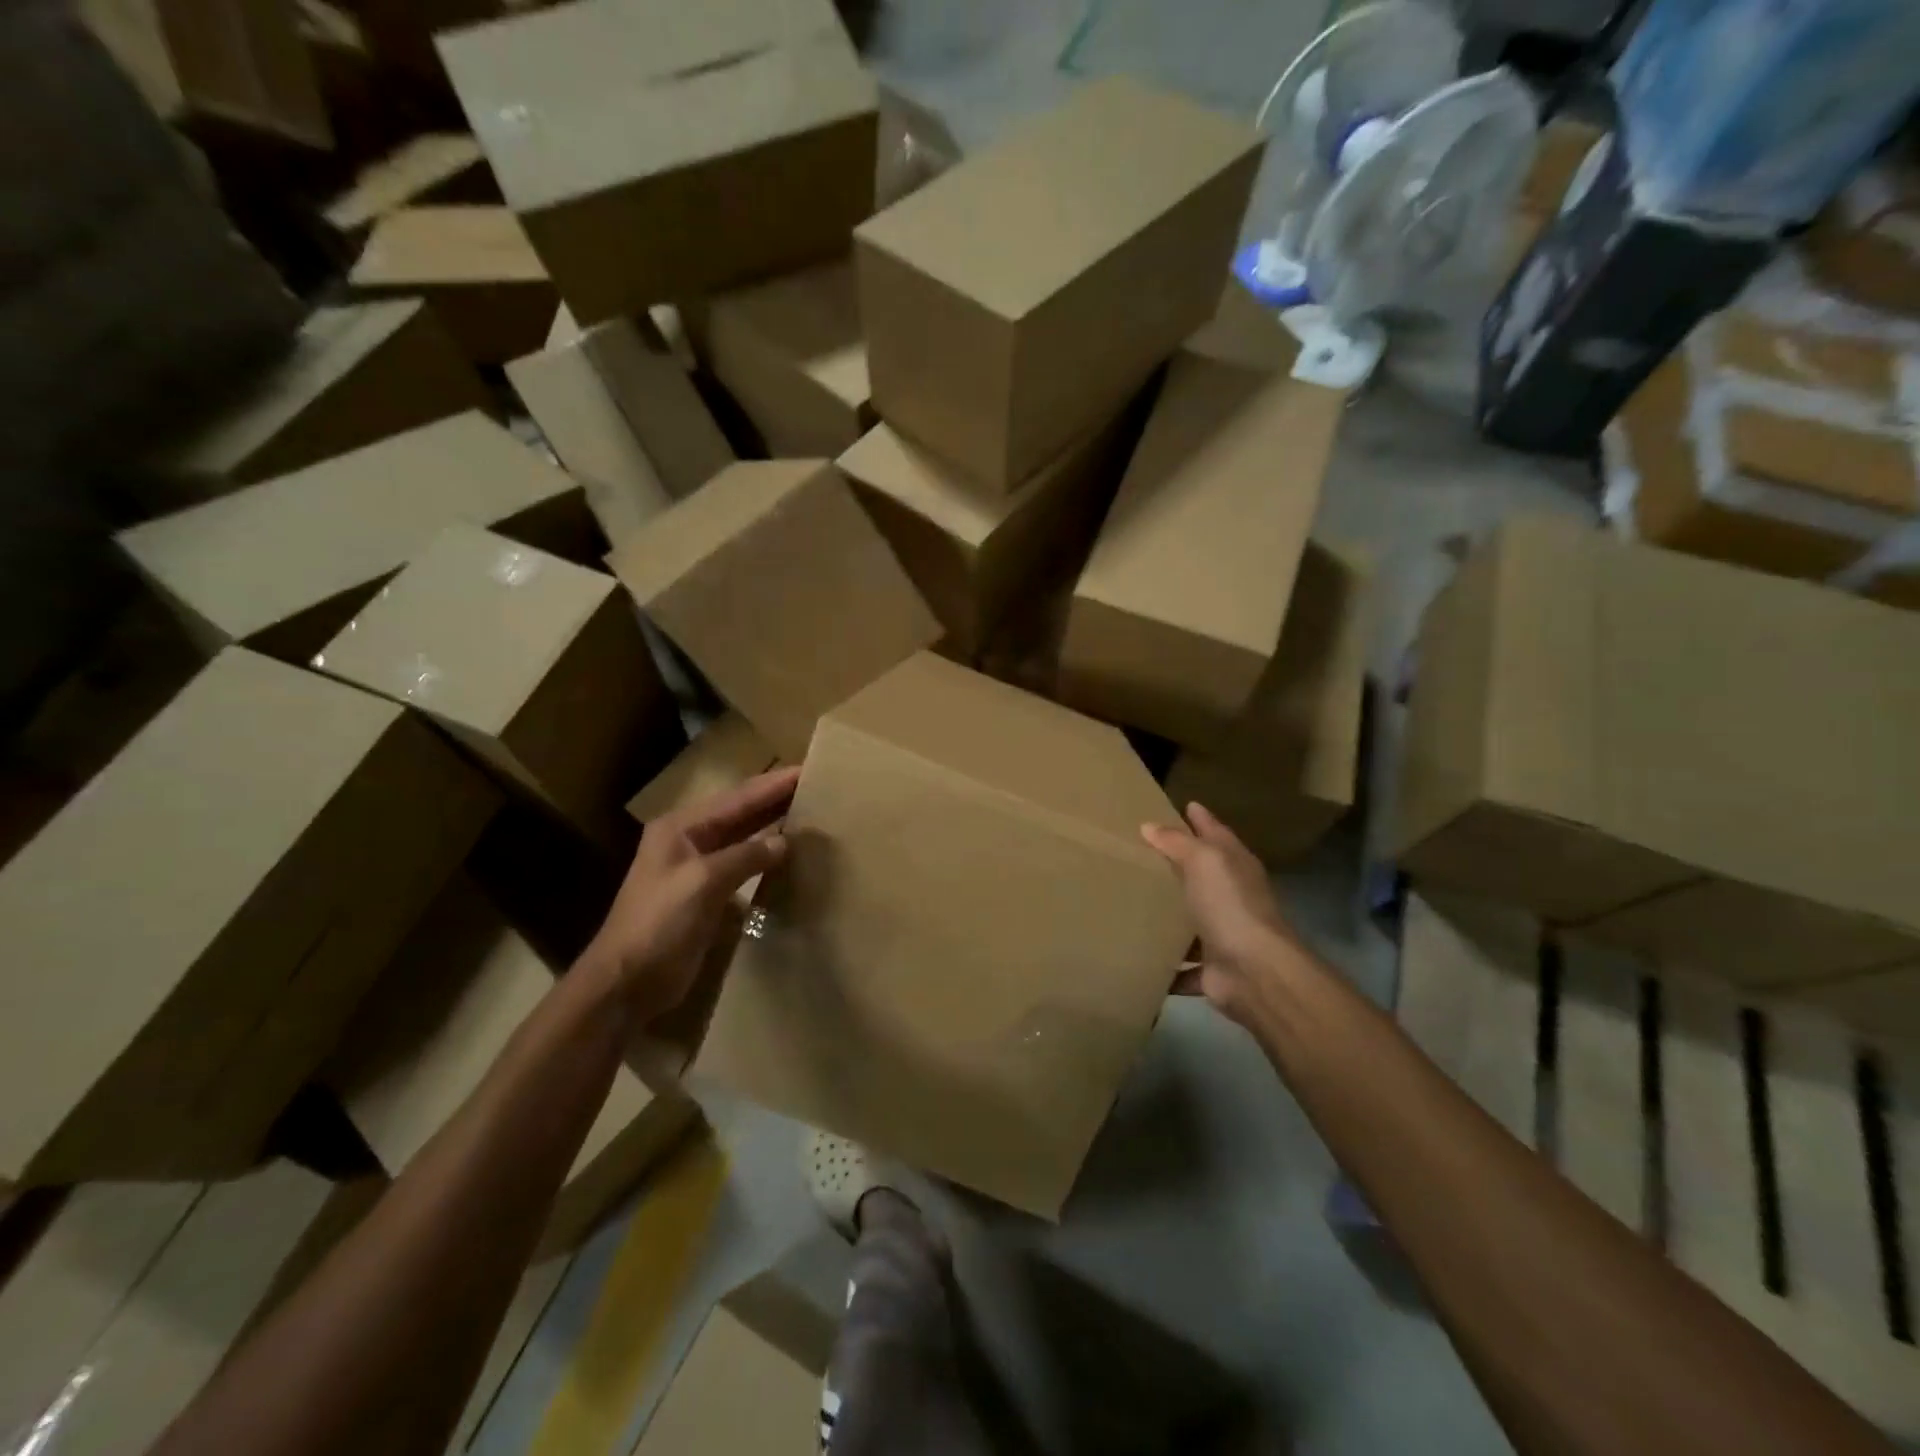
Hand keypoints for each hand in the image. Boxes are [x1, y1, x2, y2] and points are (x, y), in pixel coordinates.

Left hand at [578, 766, 799, 1020]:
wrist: (626, 983)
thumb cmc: (659, 924)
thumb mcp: (703, 882)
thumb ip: (745, 856)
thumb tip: (784, 841)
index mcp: (681, 827)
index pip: (738, 798)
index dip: (773, 784)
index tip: (808, 769)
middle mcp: (689, 840)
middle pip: (740, 812)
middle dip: (775, 798)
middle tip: (815, 784)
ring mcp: (697, 867)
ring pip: (743, 836)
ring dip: (772, 824)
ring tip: (809, 811)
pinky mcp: (706, 894)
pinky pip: (743, 864)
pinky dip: (765, 855)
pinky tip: (788, 853)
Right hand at [1141, 803, 1304, 1025]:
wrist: (1255, 972)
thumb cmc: (1230, 905)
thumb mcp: (1203, 861)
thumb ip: (1177, 842)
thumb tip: (1149, 825)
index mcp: (1234, 865)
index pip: (1215, 832)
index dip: (1200, 818)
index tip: (1183, 804)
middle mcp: (1231, 896)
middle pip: (1203, 874)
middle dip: (1179, 862)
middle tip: (1143, 849)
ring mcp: (1223, 933)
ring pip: (1191, 918)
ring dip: (1170, 915)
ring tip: (1132, 902)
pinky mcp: (1211, 967)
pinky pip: (1182, 963)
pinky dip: (1166, 963)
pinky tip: (1139, 956)